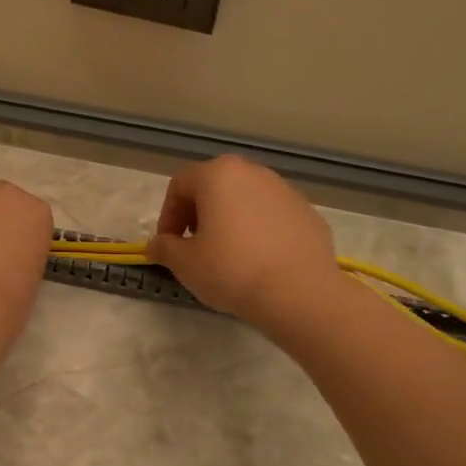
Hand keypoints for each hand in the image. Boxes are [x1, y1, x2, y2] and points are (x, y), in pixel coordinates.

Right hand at [146, 156, 343, 330]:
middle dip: (199, 215)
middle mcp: (253, 173)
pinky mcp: (308, 213)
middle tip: (195, 247)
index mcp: (219, 175)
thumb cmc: (232, 270)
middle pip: (214, 187)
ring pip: (245, 200)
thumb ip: (164, 248)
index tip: (168, 245)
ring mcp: (286, 190)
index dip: (167, 215)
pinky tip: (259, 262)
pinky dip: (260, 232)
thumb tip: (157, 245)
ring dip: (230, 221)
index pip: (180, 185)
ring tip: (228, 256)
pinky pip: (272, 217)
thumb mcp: (184, 263)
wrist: (299, 293)